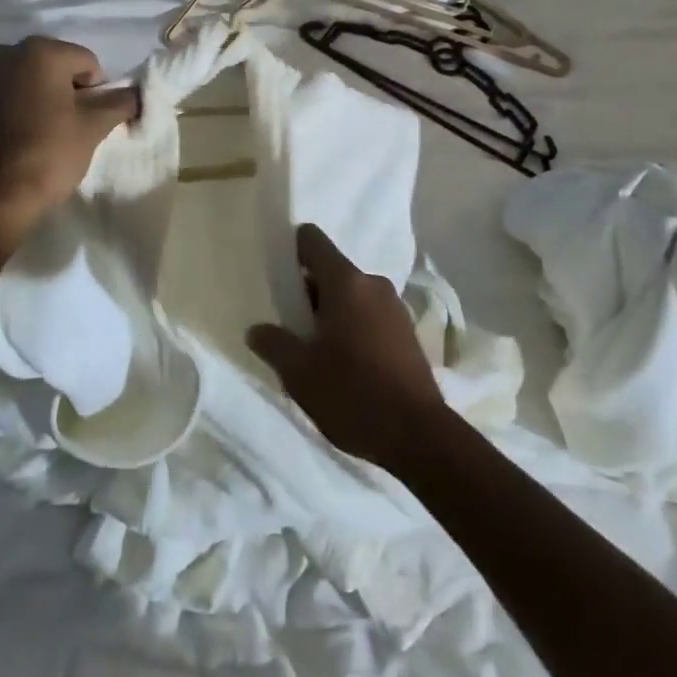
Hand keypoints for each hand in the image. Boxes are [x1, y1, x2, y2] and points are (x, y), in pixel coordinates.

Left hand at [0, 36, 137, 230]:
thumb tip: (135, 93)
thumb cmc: (50, 154)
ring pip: (22, 81)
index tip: (89, 119)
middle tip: (69, 125)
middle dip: (64, 89)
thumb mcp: (95, 127)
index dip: (95, 90)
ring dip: (36, 97)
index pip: (85, 62)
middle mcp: (4, 54)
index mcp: (40, 52)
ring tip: (41, 132)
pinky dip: (10, 110)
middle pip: (51, 66)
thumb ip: (120, 102)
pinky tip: (15, 139)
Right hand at [246, 225, 447, 471]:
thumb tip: (257, 329)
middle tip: (287, 323)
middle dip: (307, 292)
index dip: (290, 249)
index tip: (275, 272)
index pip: (312, 240)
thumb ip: (273, 344)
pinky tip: (342, 363)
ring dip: (330, 313)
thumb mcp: (299, 373)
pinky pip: (369, 315)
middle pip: (330, 271)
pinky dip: (352, 327)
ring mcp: (395, 308)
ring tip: (313, 349)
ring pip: (351, 296)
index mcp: (346, 282)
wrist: (419, 436)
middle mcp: (372, 284)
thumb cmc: (353, 393)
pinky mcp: (407, 333)